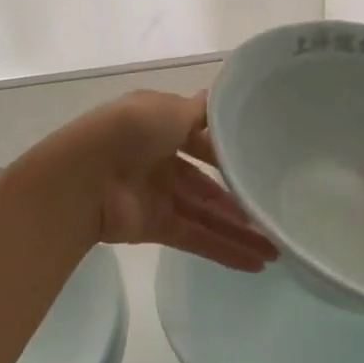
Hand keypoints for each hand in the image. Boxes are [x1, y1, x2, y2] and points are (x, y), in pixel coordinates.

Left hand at [60, 90, 278, 271]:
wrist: (86, 176)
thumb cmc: (130, 131)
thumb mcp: (169, 109)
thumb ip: (199, 113)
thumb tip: (218, 100)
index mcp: (159, 126)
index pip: (200, 139)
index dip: (226, 151)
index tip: (258, 160)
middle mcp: (158, 159)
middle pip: (205, 182)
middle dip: (237, 197)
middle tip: (273, 211)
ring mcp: (156, 195)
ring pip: (205, 214)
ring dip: (238, 231)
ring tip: (277, 248)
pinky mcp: (155, 227)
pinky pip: (196, 237)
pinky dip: (224, 250)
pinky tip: (257, 263)